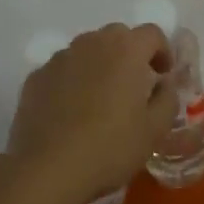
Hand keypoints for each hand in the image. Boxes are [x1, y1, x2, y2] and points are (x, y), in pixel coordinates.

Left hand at [7, 24, 177, 203]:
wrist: (47, 170)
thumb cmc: (111, 147)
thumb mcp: (155, 129)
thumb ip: (167, 98)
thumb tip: (163, 84)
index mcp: (126, 50)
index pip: (152, 33)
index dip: (162, 52)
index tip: (162, 76)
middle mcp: (92, 43)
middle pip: (118, 36)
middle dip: (130, 54)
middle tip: (134, 86)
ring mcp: (60, 58)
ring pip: (87, 50)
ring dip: (100, 65)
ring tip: (101, 99)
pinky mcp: (36, 77)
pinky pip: (63, 70)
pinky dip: (73, 80)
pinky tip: (71, 112)